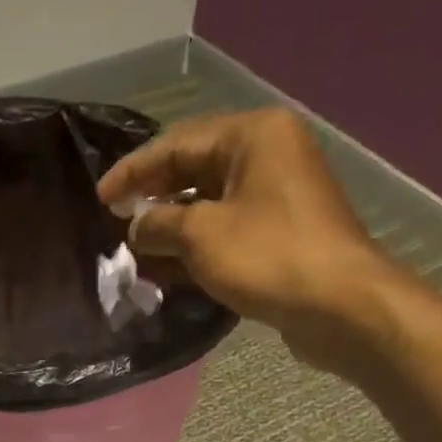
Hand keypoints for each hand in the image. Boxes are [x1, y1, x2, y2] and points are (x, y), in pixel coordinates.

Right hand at [97, 109, 402, 369]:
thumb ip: (159, 224)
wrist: (340, 306)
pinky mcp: (281, 233)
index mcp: (253, 135)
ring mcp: (278, 195)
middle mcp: (269, 154)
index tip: (101, 198)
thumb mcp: (202, 236)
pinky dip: (197, 247)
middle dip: (154, 199)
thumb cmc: (269, 257)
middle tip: (117, 224)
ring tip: (137, 252)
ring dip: (173, 228)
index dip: (134, 171)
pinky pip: (228, 231)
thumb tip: (135, 225)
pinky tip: (169, 270)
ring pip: (210, 204)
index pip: (177, 143)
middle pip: (194, 170)